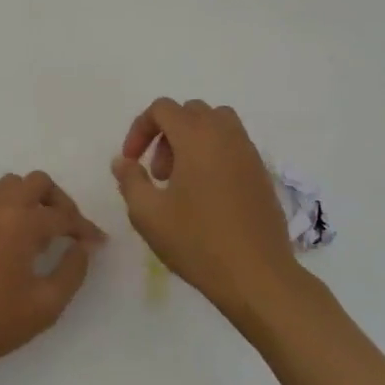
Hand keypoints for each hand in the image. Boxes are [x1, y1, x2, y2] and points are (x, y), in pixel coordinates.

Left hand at [0, 172, 106, 384]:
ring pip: (7, 184)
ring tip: (34, 229)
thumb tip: (81, 247)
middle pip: (37, 182)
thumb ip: (72, 271)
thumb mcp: (45, 306)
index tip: (97, 243)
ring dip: (27, 198)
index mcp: (22, 224)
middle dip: (58, 201)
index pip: (63, 215)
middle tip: (67, 229)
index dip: (85, 228)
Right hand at [112, 98, 299, 322]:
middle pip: (190, 112)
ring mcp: (248, 152)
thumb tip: (123, 161)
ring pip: (216, 124)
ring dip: (192, 140)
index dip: (140, 128)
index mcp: (196, 136)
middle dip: (166, 134)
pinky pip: (233, 145)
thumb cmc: (198, 242)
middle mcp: (225, 135)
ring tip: (181, 180)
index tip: (132, 161)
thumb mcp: (148, 214)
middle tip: (158, 173)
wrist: (258, 276)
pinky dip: (214, 154)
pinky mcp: (262, 173)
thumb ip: (130, 180)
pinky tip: (206, 195)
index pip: (162, 108)